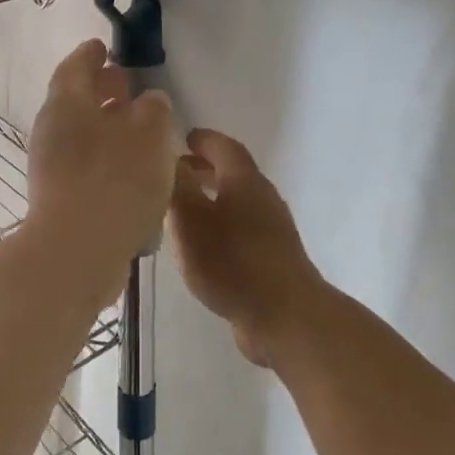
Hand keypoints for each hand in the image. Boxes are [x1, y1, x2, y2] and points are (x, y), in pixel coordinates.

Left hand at [26, 40, 175, 280]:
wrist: (77, 252)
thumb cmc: (116, 181)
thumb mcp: (149, 135)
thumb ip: (153, 110)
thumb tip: (149, 100)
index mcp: (66, 104)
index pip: (76, 67)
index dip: (91, 55)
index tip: (103, 46)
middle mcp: (51, 132)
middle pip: (76, 101)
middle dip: (101, 91)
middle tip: (127, 85)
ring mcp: (50, 168)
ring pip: (81, 136)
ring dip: (107, 128)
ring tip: (139, 131)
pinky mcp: (59, 199)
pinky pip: (83, 166)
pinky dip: (105, 159)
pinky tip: (132, 171)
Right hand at [169, 129, 324, 365]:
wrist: (284, 316)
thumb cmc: (232, 261)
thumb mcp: (192, 220)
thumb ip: (178, 186)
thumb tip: (169, 157)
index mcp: (245, 182)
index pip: (224, 147)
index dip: (204, 140)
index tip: (182, 138)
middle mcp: (262, 199)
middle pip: (232, 175)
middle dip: (203, 170)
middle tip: (173, 173)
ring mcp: (271, 232)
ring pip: (235, 205)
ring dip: (209, 201)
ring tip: (178, 212)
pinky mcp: (271, 260)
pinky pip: (239, 232)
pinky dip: (218, 228)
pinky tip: (199, 248)